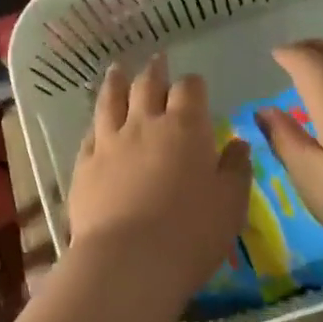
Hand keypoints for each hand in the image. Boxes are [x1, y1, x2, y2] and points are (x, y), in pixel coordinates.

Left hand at [68, 54, 251, 313]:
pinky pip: (89, 134)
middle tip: (156, 61)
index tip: (195, 85)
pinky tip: (96, 123)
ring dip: (115, 82)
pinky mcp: (85, 164)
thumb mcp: (231, 204)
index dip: (192, 84)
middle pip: (146, 85)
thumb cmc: (191, 233)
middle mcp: (144, 124)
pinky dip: (96, 123)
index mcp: (185, 128)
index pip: (189, 89)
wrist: (128, 260)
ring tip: (117, 69)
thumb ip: (236, 169)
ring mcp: (110, 142)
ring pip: (110, 100)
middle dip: (154, 71)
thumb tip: (237, 143)